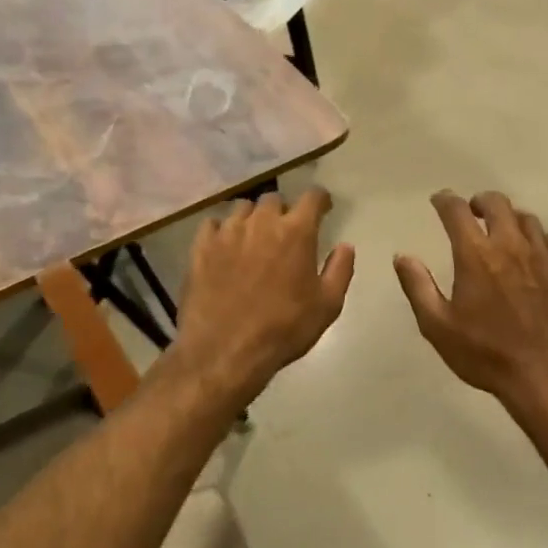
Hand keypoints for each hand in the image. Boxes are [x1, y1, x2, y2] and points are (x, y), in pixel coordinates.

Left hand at [174, 190, 354, 397]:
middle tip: (286, 232)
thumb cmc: (283, 329)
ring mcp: (227, 232)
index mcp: (296, 232)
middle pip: (274, 199)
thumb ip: (340, 270)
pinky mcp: (201, 247)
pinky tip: (225, 246)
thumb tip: (346, 246)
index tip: (323, 208)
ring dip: (252, 218)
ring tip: (254, 238)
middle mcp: (261, 222)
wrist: (225, 350)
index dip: (320, 200)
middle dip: (284, 211)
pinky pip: (212, 224)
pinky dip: (222, 230)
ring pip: (242, 208)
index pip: (312, 197)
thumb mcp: (327, 306)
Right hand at [396, 192, 547, 424]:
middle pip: (497, 203)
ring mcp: (544, 257)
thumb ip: (418, 287)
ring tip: (502, 232)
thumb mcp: (438, 327)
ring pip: (527, 219)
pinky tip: (535, 253)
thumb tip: (402, 256)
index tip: (438, 200)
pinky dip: (539, 239)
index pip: (457, 211)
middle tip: (471, 212)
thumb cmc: (487, 354)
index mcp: (476, 255)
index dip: (445, 200)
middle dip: (480, 202)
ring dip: (510, 219)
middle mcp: (511, 246)